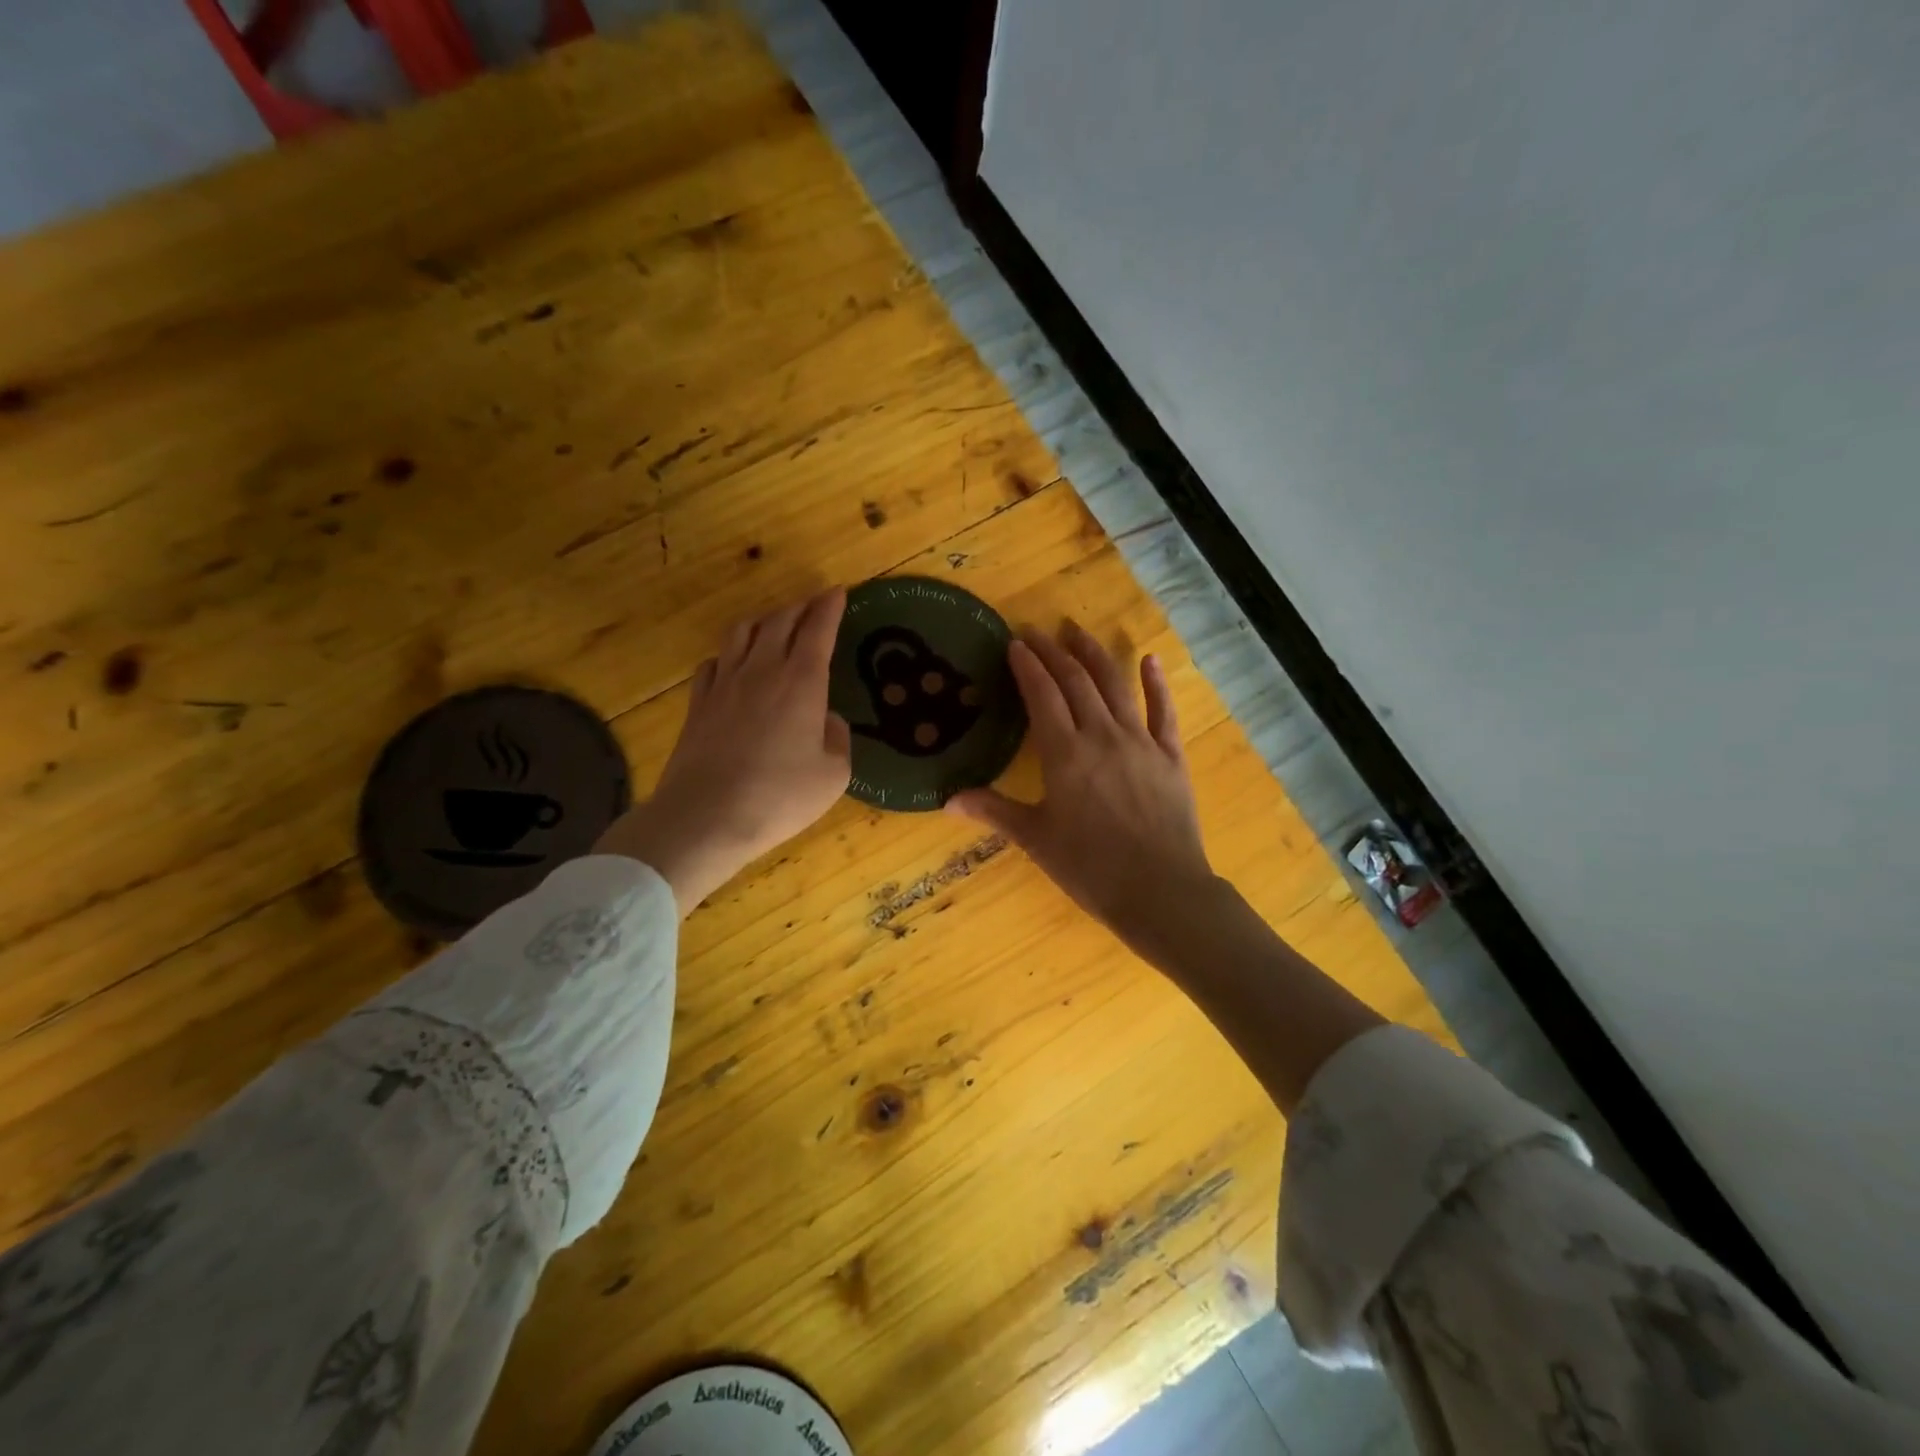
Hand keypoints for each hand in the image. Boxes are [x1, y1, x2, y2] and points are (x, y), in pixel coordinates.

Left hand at [596, 589, 851, 912]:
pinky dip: (729, 653)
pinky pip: (714, 662)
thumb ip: (838, 739)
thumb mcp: (833, 775)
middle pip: (780, 621)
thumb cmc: (779, 796)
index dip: (829, 607)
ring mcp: (724, 684)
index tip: (838, 592)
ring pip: (742, 633)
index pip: (818, 630)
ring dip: (763, 620)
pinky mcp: (698, 704)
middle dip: (800, 606)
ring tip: (774, 623)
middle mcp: (762, 670)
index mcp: (801, 682)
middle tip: (814, 603)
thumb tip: (828, 720)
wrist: (706, 816)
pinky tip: (732, 663)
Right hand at [947, 621, 1214, 944]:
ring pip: (1115, 686)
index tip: (1015, 644)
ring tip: (1077, 631)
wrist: (1160, 891)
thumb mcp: (1035, 839)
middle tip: (1037, 631)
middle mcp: (1102, 735)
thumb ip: (994, 811)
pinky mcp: (1171, 756)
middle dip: (1053, 652)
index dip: (1027, 667)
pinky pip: (1163, 711)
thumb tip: (948, 800)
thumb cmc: (1090, 868)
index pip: (1041, 695)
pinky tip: (1150, 659)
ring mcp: (1140, 742)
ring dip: (1095, 654)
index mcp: (1064, 754)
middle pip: (1075, 682)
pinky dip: (1156, 683)